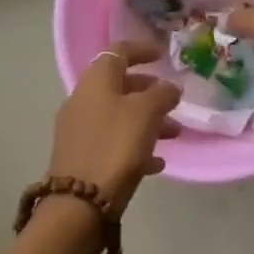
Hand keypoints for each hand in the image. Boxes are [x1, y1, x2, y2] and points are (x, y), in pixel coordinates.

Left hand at [51, 40, 181, 212]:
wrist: (80, 204)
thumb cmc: (115, 146)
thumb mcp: (146, 113)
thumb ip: (162, 94)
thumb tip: (169, 87)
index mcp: (95, 81)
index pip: (118, 52)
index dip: (142, 49)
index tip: (163, 54)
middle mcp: (83, 100)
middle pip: (119, 85)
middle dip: (149, 91)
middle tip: (172, 100)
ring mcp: (79, 129)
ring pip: (119, 115)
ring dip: (147, 120)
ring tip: (174, 135)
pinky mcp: (81, 157)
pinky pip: (113, 142)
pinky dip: (135, 145)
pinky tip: (156, 163)